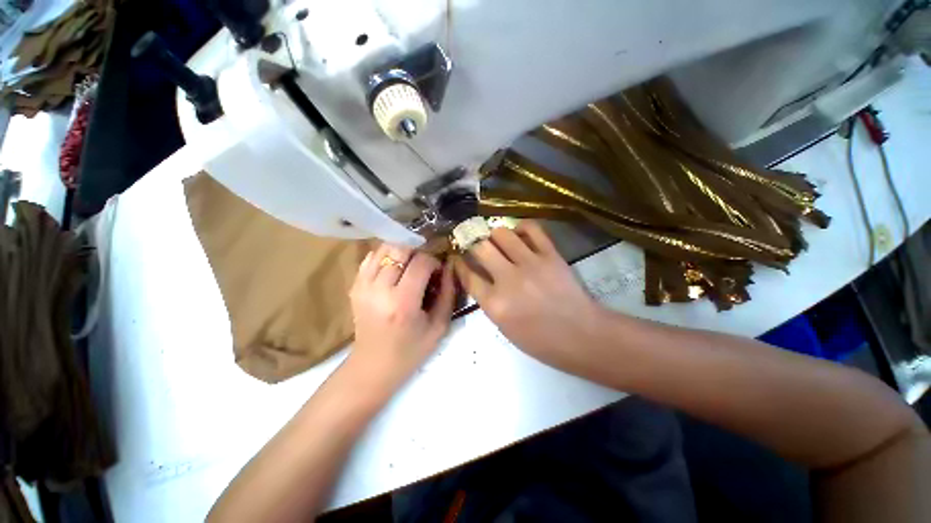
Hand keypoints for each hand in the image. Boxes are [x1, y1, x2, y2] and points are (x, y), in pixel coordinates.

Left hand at [348, 243, 454, 392]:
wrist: (373, 366)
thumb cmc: (411, 350)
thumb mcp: (439, 326)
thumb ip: (448, 293)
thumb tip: (449, 266)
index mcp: (403, 303)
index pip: (421, 262)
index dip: (434, 261)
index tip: (438, 271)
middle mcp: (379, 290)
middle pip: (400, 249)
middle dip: (418, 252)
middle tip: (425, 265)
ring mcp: (363, 286)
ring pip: (384, 248)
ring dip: (402, 251)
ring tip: (411, 265)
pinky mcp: (355, 286)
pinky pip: (371, 257)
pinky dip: (386, 256)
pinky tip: (395, 269)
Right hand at [454, 221, 607, 371]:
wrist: (580, 335)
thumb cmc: (540, 340)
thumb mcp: (504, 328)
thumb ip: (488, 301)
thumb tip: (479, 277)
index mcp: (495, 303)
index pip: (468, 275)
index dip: (459, 263)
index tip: (457, 257)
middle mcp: (508, 279)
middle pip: (480, 247)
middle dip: (472, 243)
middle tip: (474, 243)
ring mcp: (530, 264)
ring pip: (502, 233)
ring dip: (494, 234)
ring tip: (497, 240)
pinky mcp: (550, 254)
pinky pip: (532, 229)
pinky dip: (521, 227)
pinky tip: (519, 234)